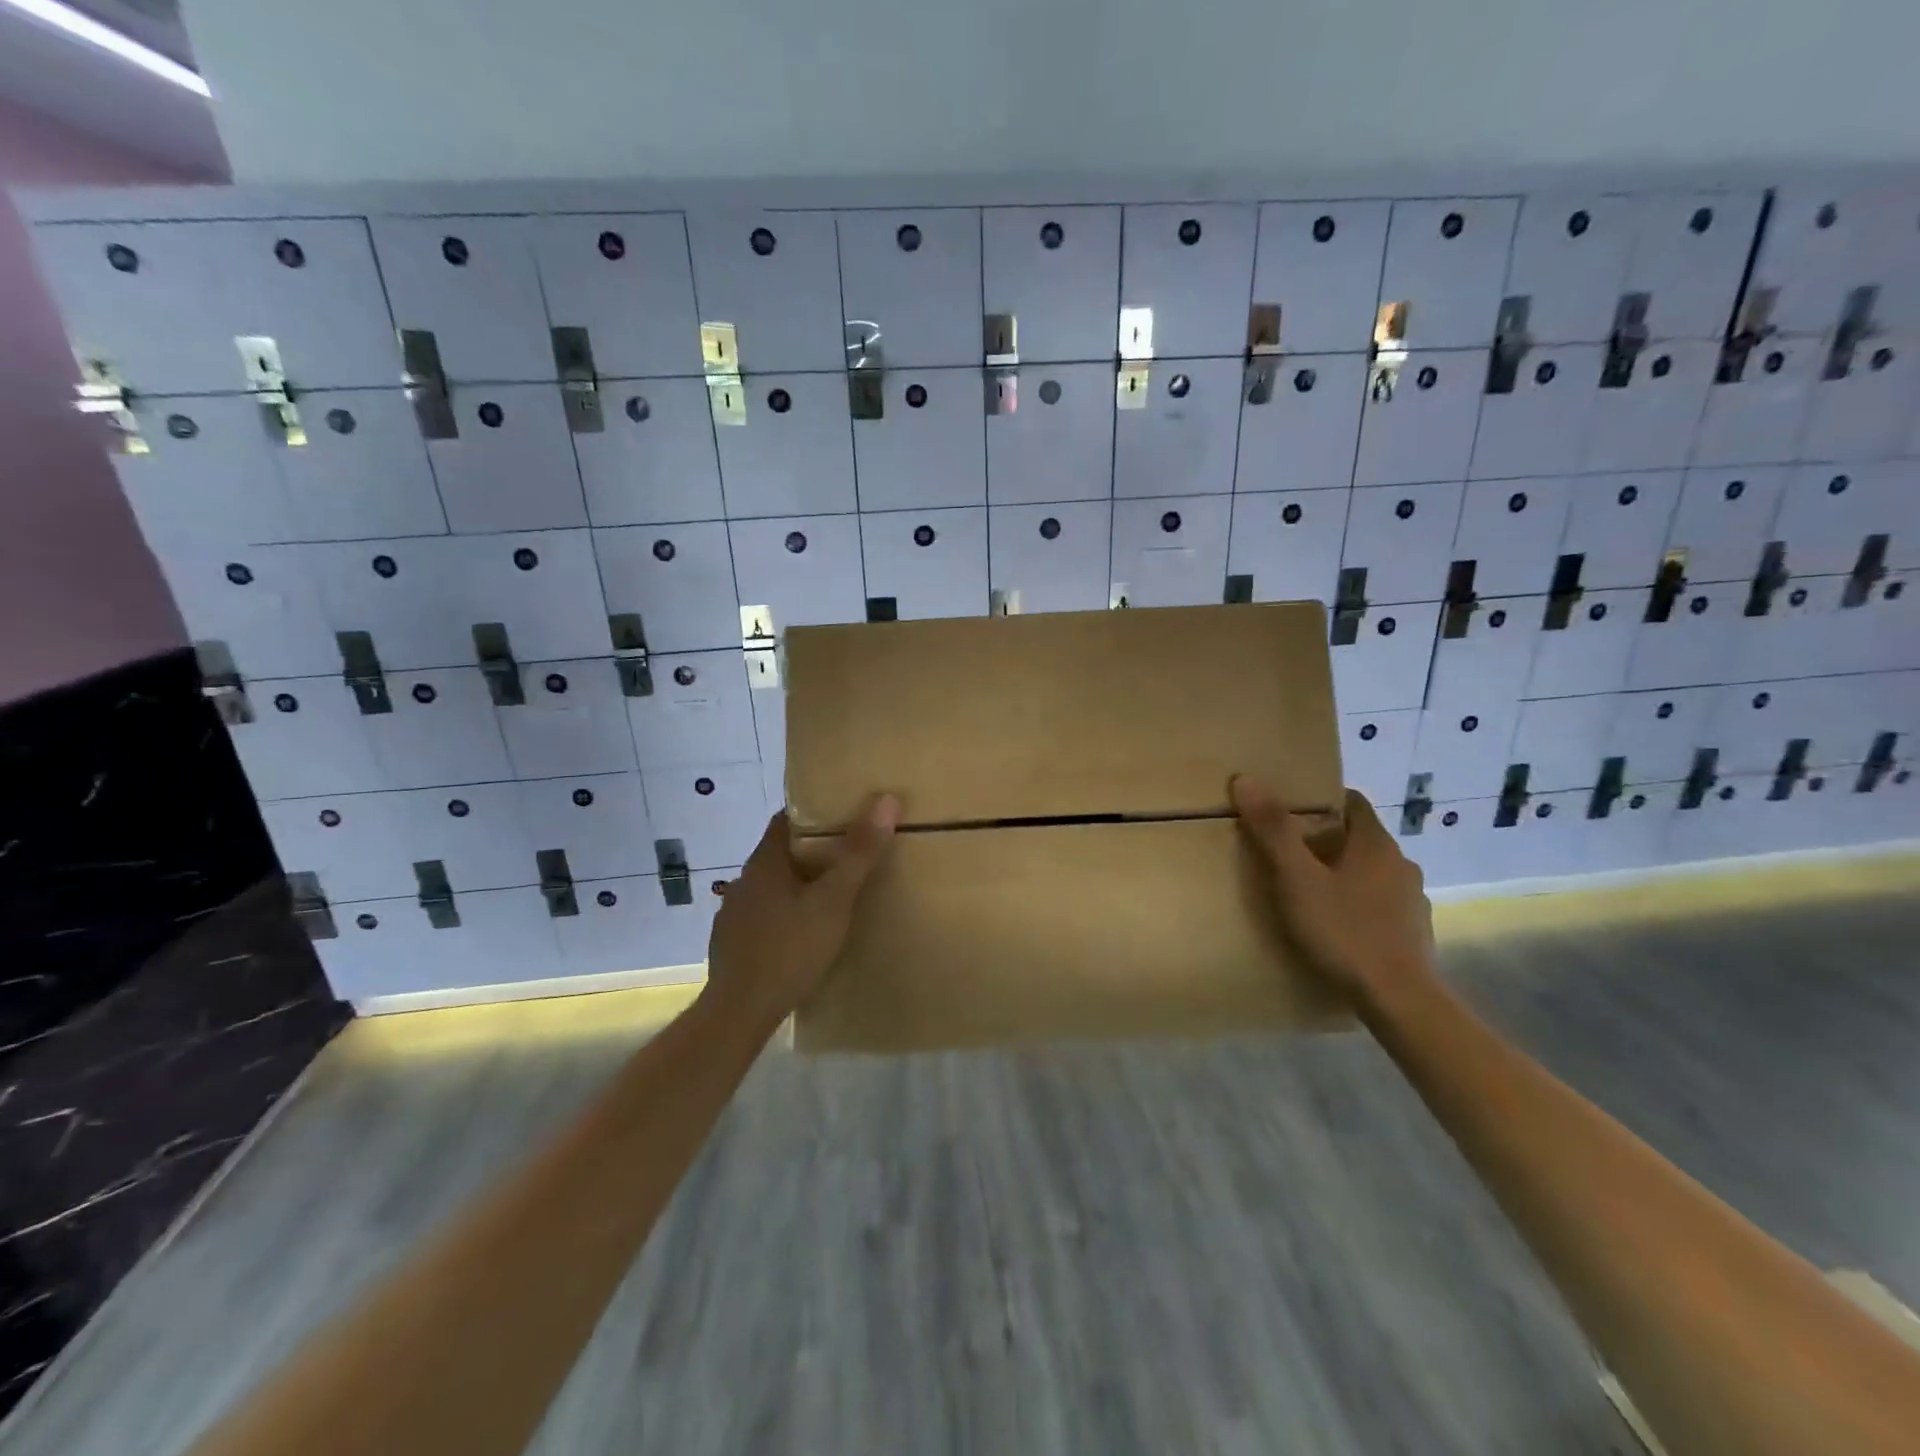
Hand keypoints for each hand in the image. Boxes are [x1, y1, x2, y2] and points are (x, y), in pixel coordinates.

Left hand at [701, 795, 899, 1027]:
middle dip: (812, 851)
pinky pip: (764, 916)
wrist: (740, 1012)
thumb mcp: (834, 901)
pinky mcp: (732, 944)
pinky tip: (803, 934)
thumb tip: (886, 800)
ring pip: (772, 887)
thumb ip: (859, 854)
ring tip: (831, 896)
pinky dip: (785, 915)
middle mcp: (744, 881)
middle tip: (849, 856)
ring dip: (798, 886)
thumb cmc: (790, 949)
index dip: (814, 813)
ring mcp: (734, 914)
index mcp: (764, 862)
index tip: (844, 815)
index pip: (786, 819)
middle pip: (781, 853)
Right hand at [1230, 777, 1436, 1012]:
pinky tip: (1336, 925)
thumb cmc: (1344, 931)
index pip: (1351, 801)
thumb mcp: (1296, 879)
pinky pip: (1379, 903)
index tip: (1289, 810)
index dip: (1320, 800)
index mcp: (1375, 843)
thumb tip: (1246, 779)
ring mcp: (1411, 899)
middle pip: (1358, 837)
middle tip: (1286, 852)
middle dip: (1325, 839)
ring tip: (1308, 891)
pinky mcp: (1412, 932)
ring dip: (1343, 873)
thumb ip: (1273, 830)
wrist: (1399, 1000)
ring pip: (1370, 872)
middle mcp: (1400, 863)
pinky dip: (1358, 904)